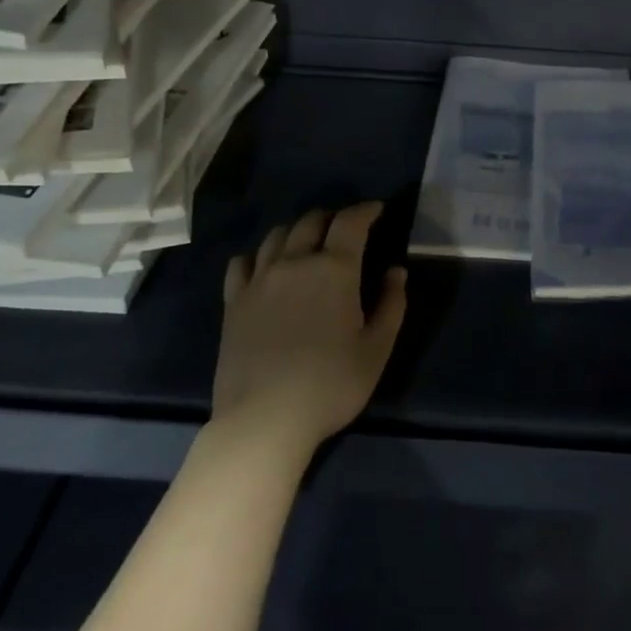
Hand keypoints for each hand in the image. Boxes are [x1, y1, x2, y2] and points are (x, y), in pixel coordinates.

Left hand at [215, 201, 406, 451]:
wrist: (264, 419)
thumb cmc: (331, 385)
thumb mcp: (377, 349)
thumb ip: (392, 304)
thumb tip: (395, 271)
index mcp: (334, 269)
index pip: (350, 221)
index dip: (366, 210)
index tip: (377, 210)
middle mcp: (295, 262)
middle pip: (312, 220)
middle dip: (333, 217)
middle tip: (345, 228)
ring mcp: (259, 280)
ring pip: (277, 235)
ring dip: (297, 230)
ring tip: (308, 243)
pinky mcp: (234, 301)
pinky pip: (242, 262)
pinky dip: (259, 254)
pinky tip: (266, 266)